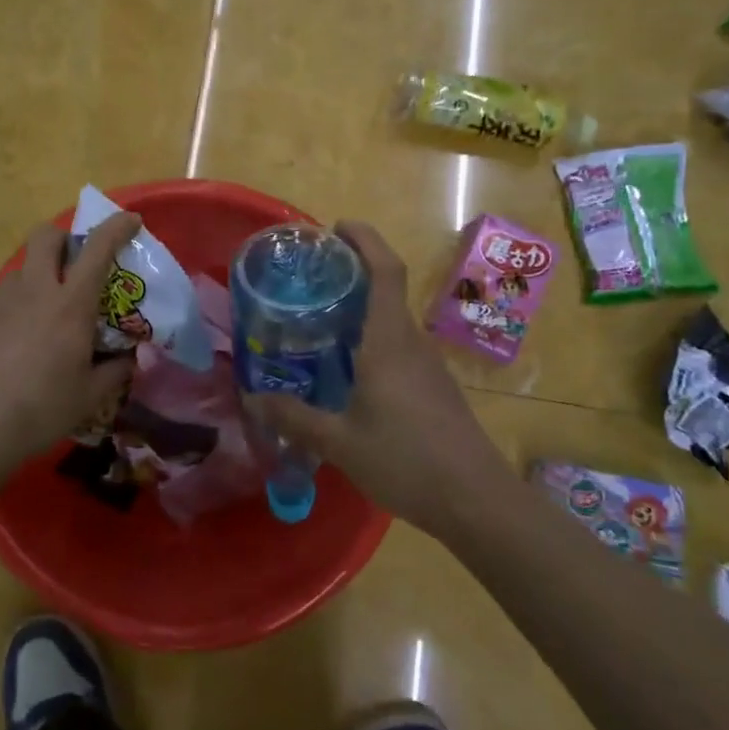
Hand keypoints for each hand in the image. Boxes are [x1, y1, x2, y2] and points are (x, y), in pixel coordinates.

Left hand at [0, 210, 141, 471]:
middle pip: (45, 236)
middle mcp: (33, 292)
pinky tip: (10, 351)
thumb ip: (115, 371)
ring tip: (43, 320)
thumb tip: (128, 359)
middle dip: (64, 237)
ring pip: (21, 272)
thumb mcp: (90, 397)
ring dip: (38, 281)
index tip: (130, 220)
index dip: (116, 227)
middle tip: (75, 264)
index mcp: (70, 306)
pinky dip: (12, 317)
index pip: (97, 249)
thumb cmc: (40, 411)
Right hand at [246, 221, 496, 530]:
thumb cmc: (406, 460)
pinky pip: (399, 347)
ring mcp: (428, 365)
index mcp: (389, 341)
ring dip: (361, 310)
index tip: (335, 228)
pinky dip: (372, 340)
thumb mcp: (339, 442)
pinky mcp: (435, 387)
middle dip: (352, 273)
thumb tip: (252, 398)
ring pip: (392, 321)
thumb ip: (294, 418)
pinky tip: (348, 370)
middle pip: (386, 290)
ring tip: (319, 321)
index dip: (364, 239)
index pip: (384, 270)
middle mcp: (411, 342)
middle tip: (309, 279)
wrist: (476, 501)